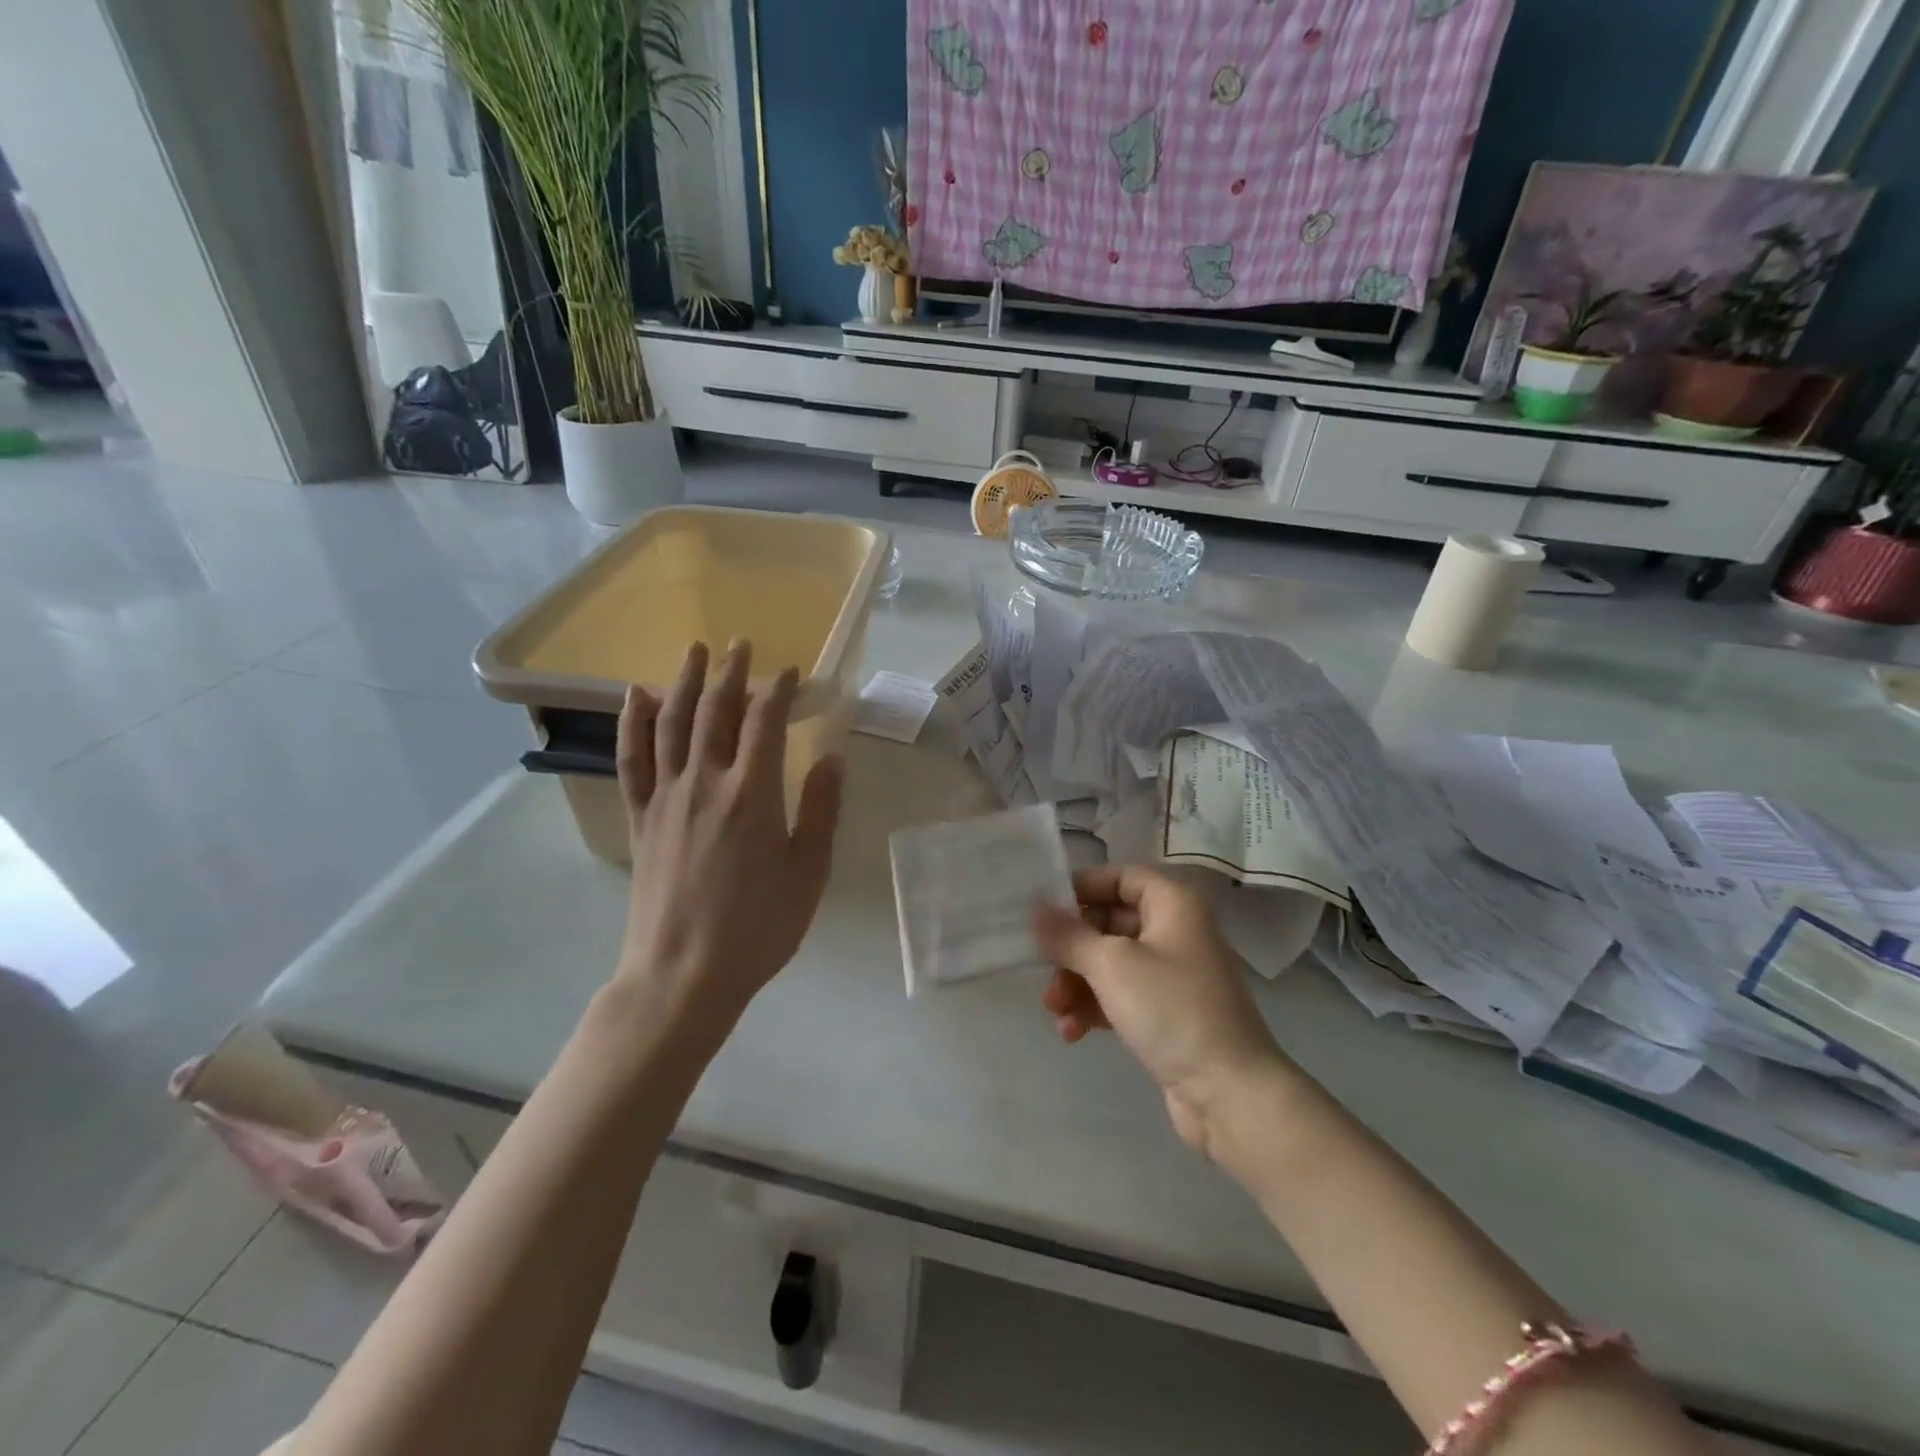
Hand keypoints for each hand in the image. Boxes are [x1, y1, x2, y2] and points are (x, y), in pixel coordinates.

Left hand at [615, 641, 842, 1022]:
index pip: (765, 721)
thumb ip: (822, 810)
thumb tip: (832, 757)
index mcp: (753, 794)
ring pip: (672, 723)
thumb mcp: (809, 873)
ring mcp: (665, 797)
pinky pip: (631, 758)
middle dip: (731, 673)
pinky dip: (633, 722)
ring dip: (684, 681)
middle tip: (739, 644)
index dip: (779, 690)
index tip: (791, 672)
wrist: (682, 974)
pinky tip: (636, 696)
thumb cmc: (757, 927)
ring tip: (693, 651)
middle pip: (716, 711)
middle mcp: (705, 782)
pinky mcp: (639, 817)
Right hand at [1033, 865, 1289, 1156]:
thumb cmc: (1172, 1009)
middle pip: (1110, 922)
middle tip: (1041, 966)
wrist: (1230, 1093)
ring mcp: (1172, 976)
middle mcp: (1175, 932)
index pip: (1120, 877)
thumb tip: (1036, 908)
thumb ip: (1069, 935)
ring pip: (1111, 963)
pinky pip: (1121, 997)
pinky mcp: (1167, 1014)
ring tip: (1054, 1009)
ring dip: (1077, 982)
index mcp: (1173, 905)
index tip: (1044, 908)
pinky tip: (1072, 1032)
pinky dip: (1094, 1008)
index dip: (1082, 887)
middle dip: (1072, 947)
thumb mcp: (1112, 965)